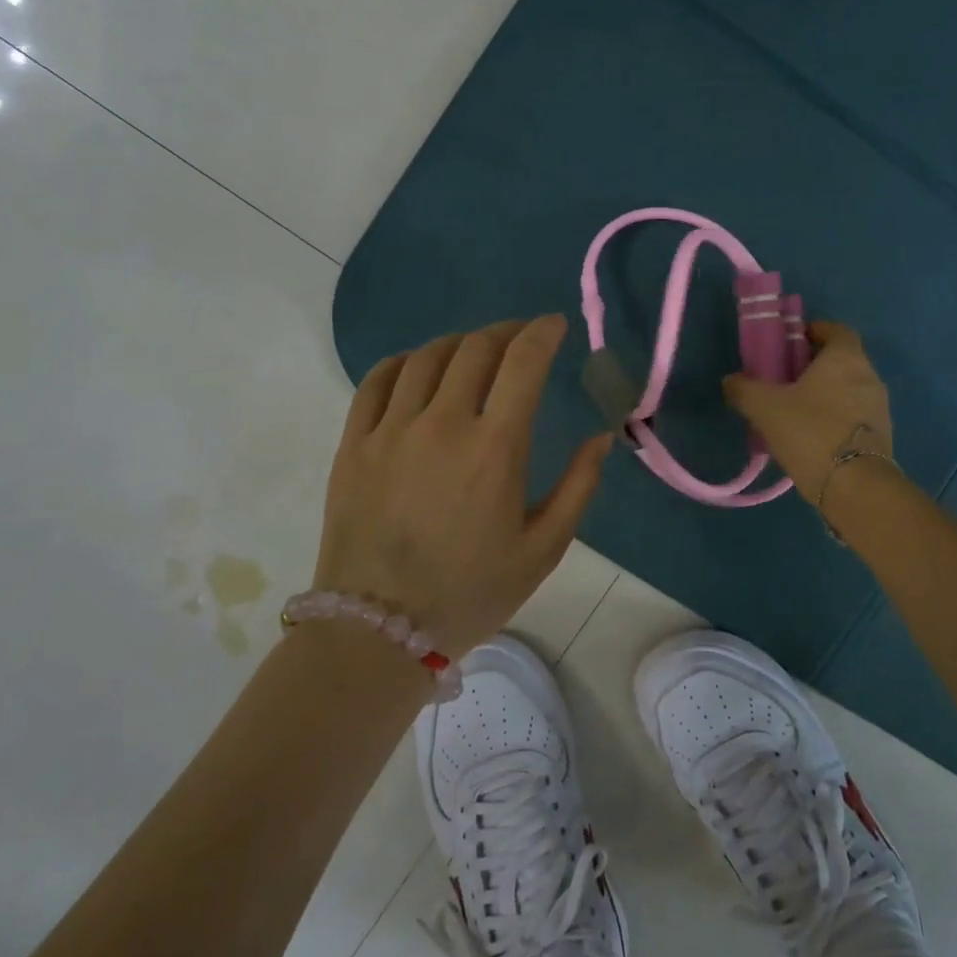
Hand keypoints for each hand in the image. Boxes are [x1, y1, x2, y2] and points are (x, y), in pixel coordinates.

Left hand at [314, 314, 611, 655]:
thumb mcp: (543, 549)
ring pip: (427, 356)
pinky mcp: (354, 443)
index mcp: (494, 448)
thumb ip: (579, 487)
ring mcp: (391, 430)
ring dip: (460, 342)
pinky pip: (377, 380)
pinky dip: (405, 361)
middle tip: (521, 337)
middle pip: (476, 347)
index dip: (543, 332)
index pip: (522, 362)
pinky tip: (419, 368)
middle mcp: (441, 424)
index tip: (555, 325)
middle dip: (506, 330)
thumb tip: (602, 437)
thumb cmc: (471, 592)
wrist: (378, 630)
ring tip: (475, 352)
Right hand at [722, 321, 892, 504]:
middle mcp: (869, 376)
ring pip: (848, 389)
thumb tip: (731, 381)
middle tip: (784, 378)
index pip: (836, 330)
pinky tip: (811, 435)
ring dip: (825, 393)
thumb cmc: (811, 432)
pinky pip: (854, 415)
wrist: (855, 487)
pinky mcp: (881, 436)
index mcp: (845, 358)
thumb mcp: (765, 408)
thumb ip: (744, 390)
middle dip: (814, 365)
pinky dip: (834, 417)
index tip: (790, 342)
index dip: (813, 331)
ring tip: (794, 410)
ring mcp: (879, 407)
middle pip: (841, 360)